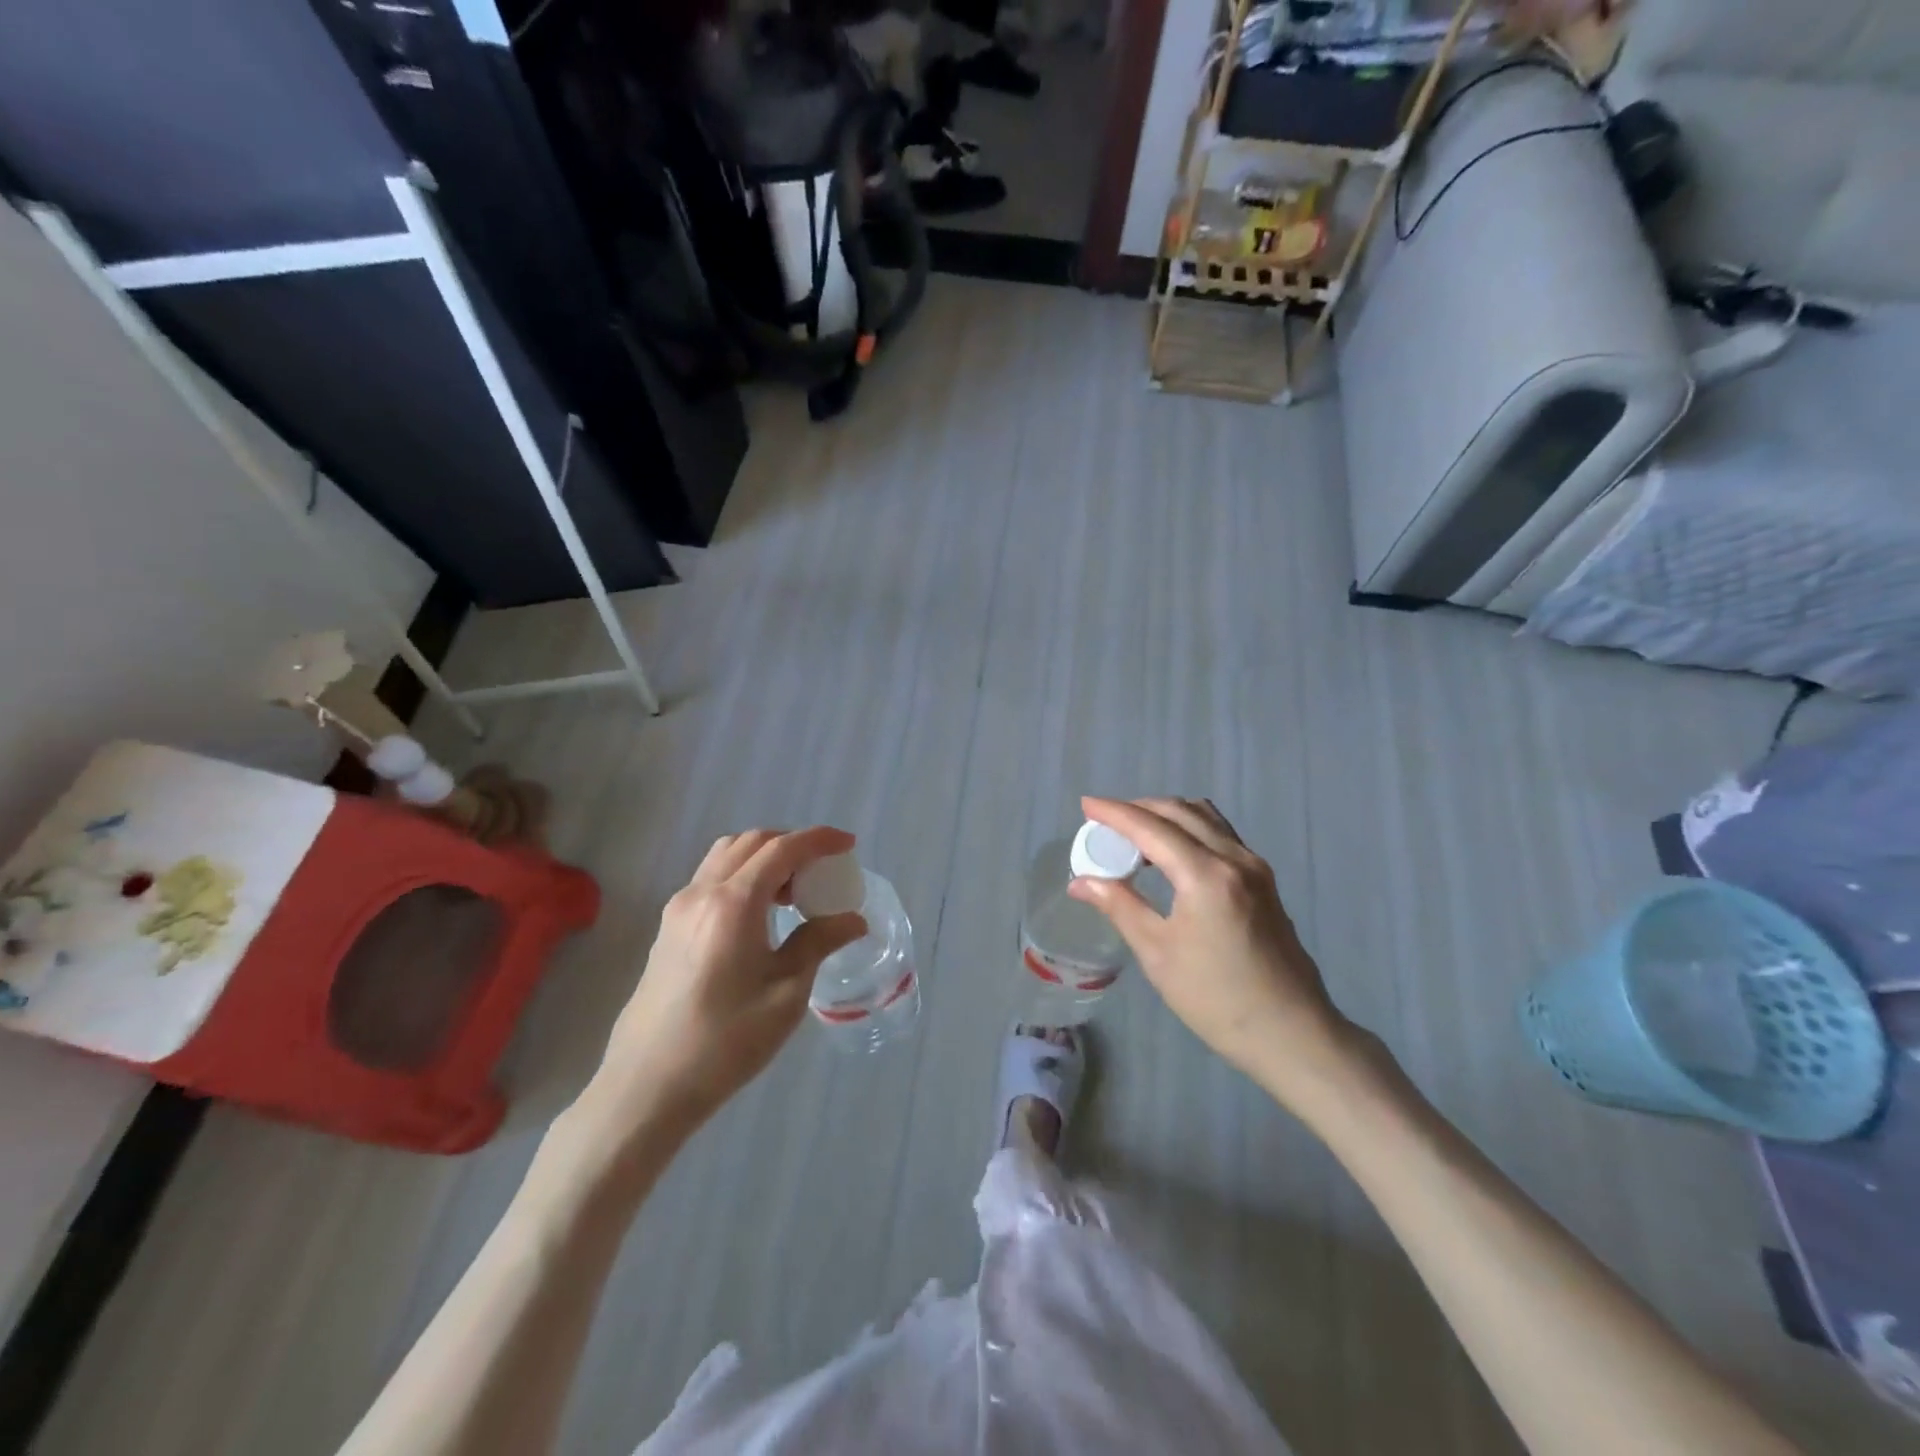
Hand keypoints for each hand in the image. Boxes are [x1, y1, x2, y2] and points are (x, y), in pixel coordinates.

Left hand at [583, 827, 867, 1139]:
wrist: (647, 1086)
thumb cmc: (726, 1042)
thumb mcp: (787, 993)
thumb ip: (819, 943)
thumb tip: (853, 920)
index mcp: (733, 903)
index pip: (782, 849)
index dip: (819, 840)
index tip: (848, 844)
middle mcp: (701, 893)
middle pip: (751, 842)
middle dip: (791, 844)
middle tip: (822, 869)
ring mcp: (678, 909)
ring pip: (726, 856)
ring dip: (763, 857)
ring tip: (792, 891)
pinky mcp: (668, 928)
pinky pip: (710, 879)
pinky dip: (742, 876)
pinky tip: (759, 914)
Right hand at [1070, 797, 1365, 1113]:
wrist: (1292, 1034)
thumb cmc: (1216, 999)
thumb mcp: (1158, 954)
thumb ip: (1120, 906)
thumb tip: (1080, 882)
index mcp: (1206, 875)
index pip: (1151, 827)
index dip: (1114, 813)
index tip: (1085, 805)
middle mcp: (1234, 858)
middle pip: (1179, 812)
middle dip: (1138, 809)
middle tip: (1104, 822)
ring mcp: (1255, 867)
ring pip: (1204, 818)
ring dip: (1166, 815)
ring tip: (1134, 835)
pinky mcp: (1264, 880)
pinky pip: (1220, 835)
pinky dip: (1188, 830)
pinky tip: (1170, 854)